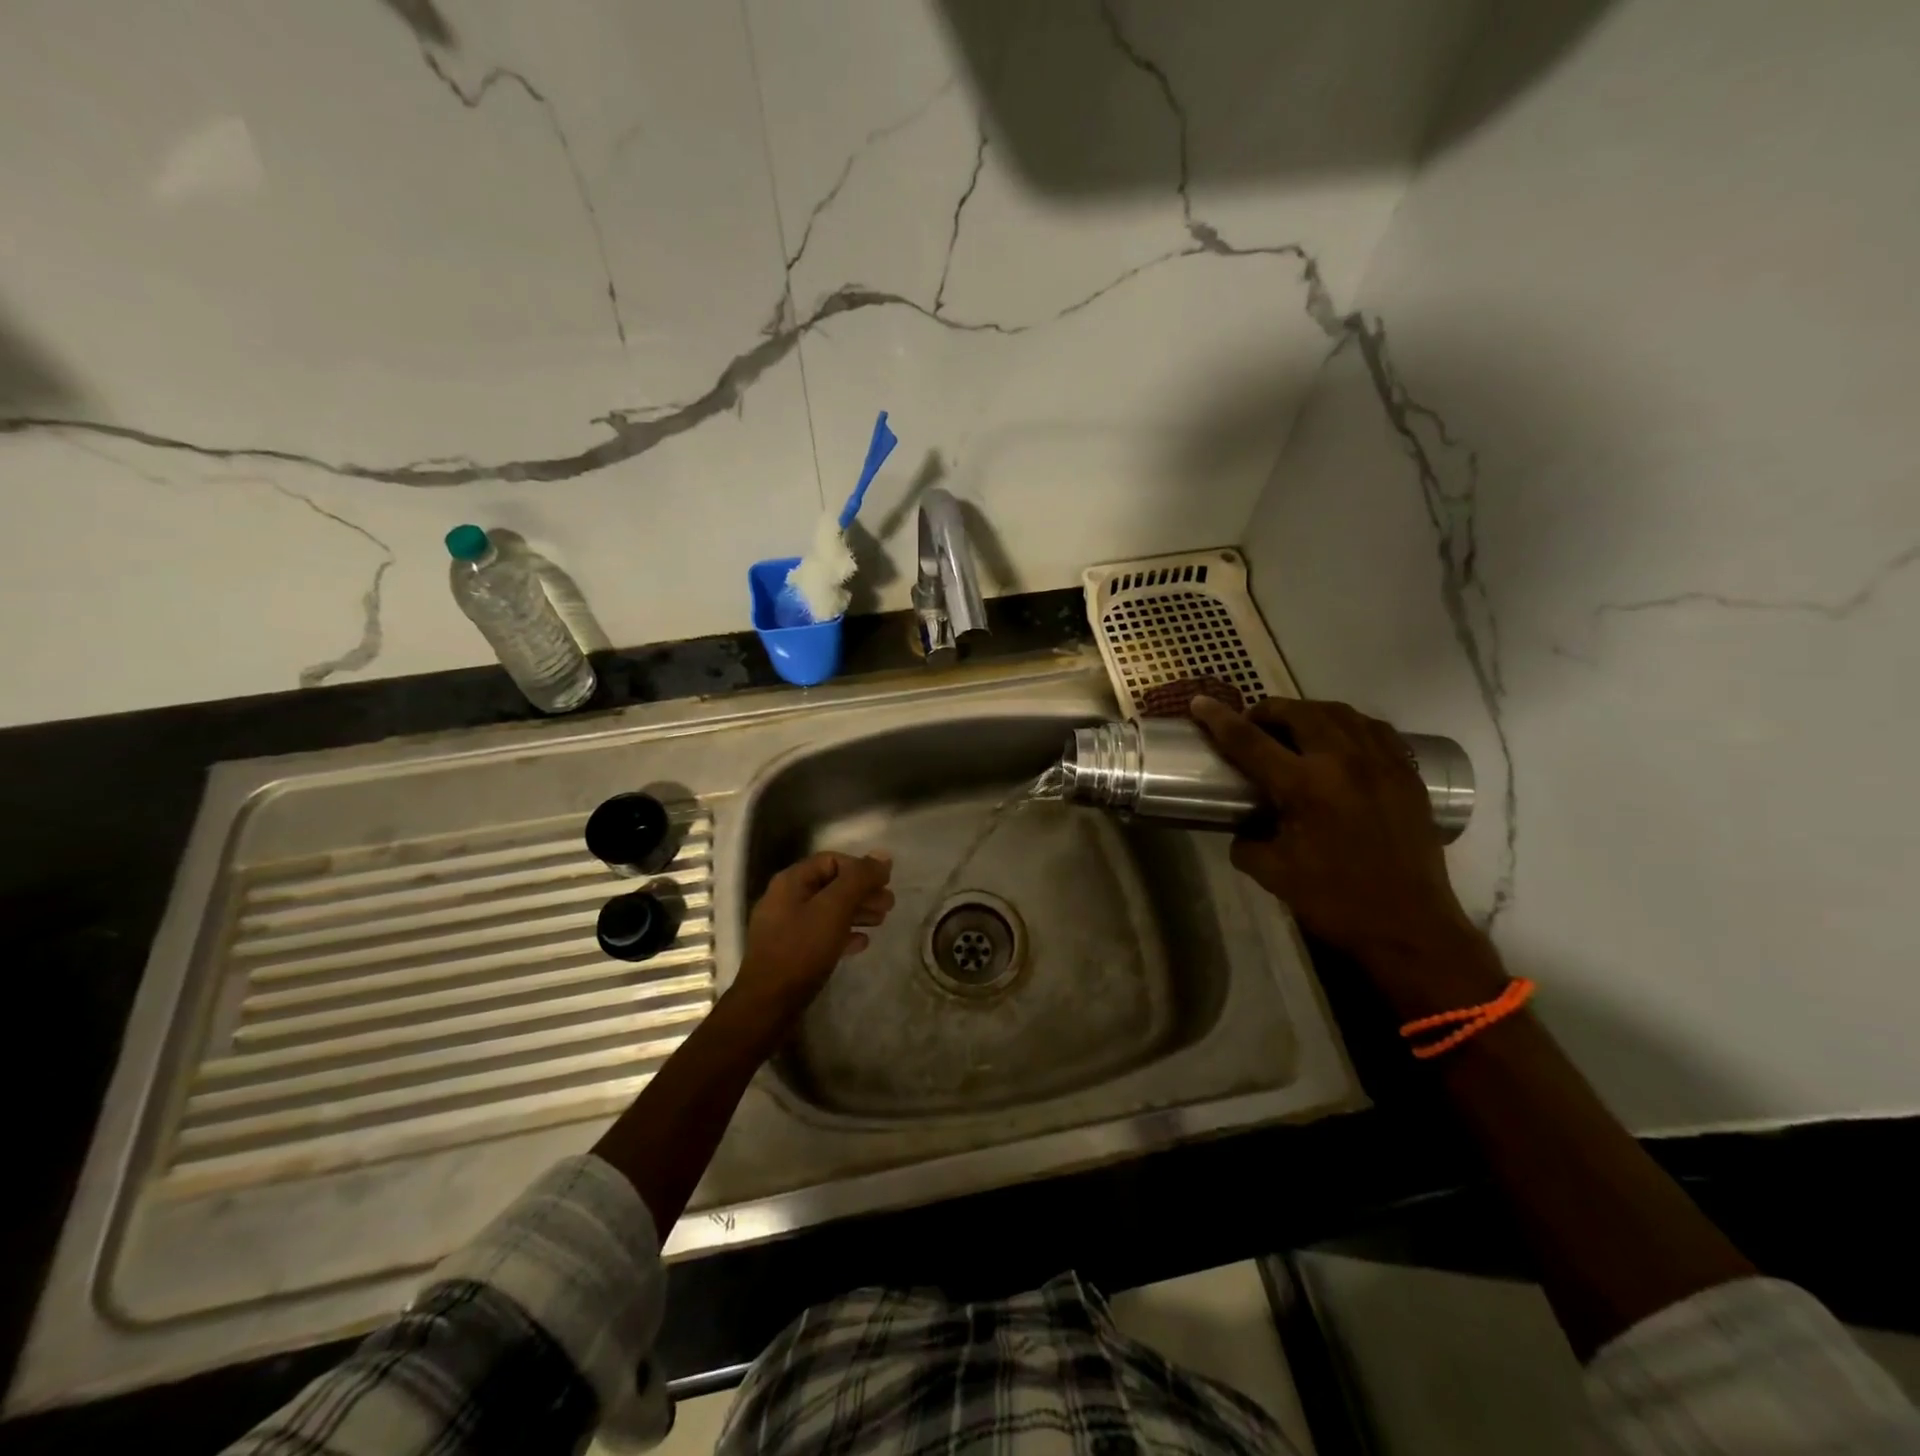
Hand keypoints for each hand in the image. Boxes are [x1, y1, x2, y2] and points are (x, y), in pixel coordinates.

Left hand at [735, 851, 893, 1014]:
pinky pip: (821, 933)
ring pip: (828, 910)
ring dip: (857, 911)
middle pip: (831, 885)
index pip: (832, 860)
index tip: (885, 884)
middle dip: (862, 891)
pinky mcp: (790, 952)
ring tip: (882, 921)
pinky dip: (844, 933)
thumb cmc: (802, 950)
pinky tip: (861, 943)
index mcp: (791, 881)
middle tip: (889, 905)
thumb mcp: (834, 909)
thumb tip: (884, 855)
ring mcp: (786, 926)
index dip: (861, 868)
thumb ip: (859, 879)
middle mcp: (785, 898)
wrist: (768, 1004)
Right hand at [1191, 696, 1485, 976]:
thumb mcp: (1273, 874)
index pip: (1250, 741)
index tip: (1200, 702)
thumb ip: (1247, 842)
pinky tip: (1340, 740)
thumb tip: (1243, 828)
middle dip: (1268, 710)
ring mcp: (1383, 764)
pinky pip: (1375, 730)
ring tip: (1294, 727)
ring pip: (1340, 713)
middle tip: (1252, 724)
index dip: (1220, 719)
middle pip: (1299, 713)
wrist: (1411, 928)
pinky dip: (1349, 725)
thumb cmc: (1335, 902)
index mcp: (1306, 787)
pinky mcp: (1408, 775)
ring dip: (1308, 712)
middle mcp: (1345, 762)